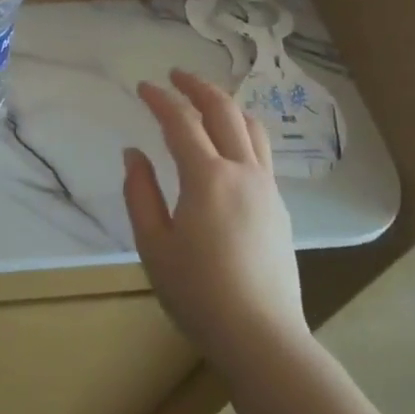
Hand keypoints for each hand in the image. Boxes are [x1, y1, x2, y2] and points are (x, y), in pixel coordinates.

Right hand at [123, 69, 306, 370]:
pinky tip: (229, 144)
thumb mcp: (153, 244)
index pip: (181, 123)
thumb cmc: (198, 292)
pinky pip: (261, 152)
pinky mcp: (280, 208)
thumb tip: (134, 153)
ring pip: (252, 128)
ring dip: (227, 105)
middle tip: (176, 75)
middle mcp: (243, 172)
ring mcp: (267, 189)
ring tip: (206, 100)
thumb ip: (140, 192)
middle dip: (198, 87)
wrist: (262, 338)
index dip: (160, 100)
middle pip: (224, 112)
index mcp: (207, 177)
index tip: (143, 86)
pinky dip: (242, 131)